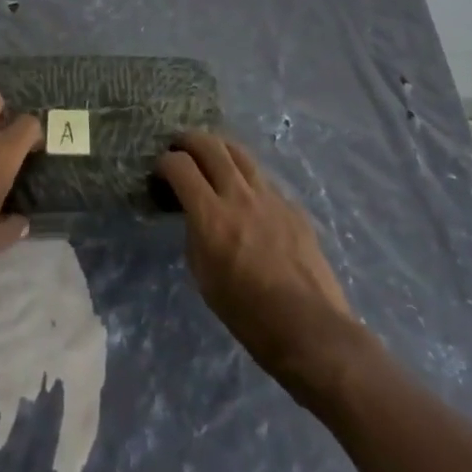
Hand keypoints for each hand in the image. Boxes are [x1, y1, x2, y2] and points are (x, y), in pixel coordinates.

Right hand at [156, 132, 354, 377]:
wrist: (311, 330)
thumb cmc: (249, 315)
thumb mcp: (205, 277)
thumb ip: (196, 234)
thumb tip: (195, 215)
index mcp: (211, 216)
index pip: (180, 165)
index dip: (164, 163)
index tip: (159, 172)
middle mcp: (239, 195)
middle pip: (209, 144)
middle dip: (187, 141)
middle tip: (179, 149)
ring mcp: (269, 195)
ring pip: (238, 151)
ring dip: (218, 148)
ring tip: (210, 157)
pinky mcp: (292, 205)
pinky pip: (262, 178)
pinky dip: (245, 176)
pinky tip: (245, 194)